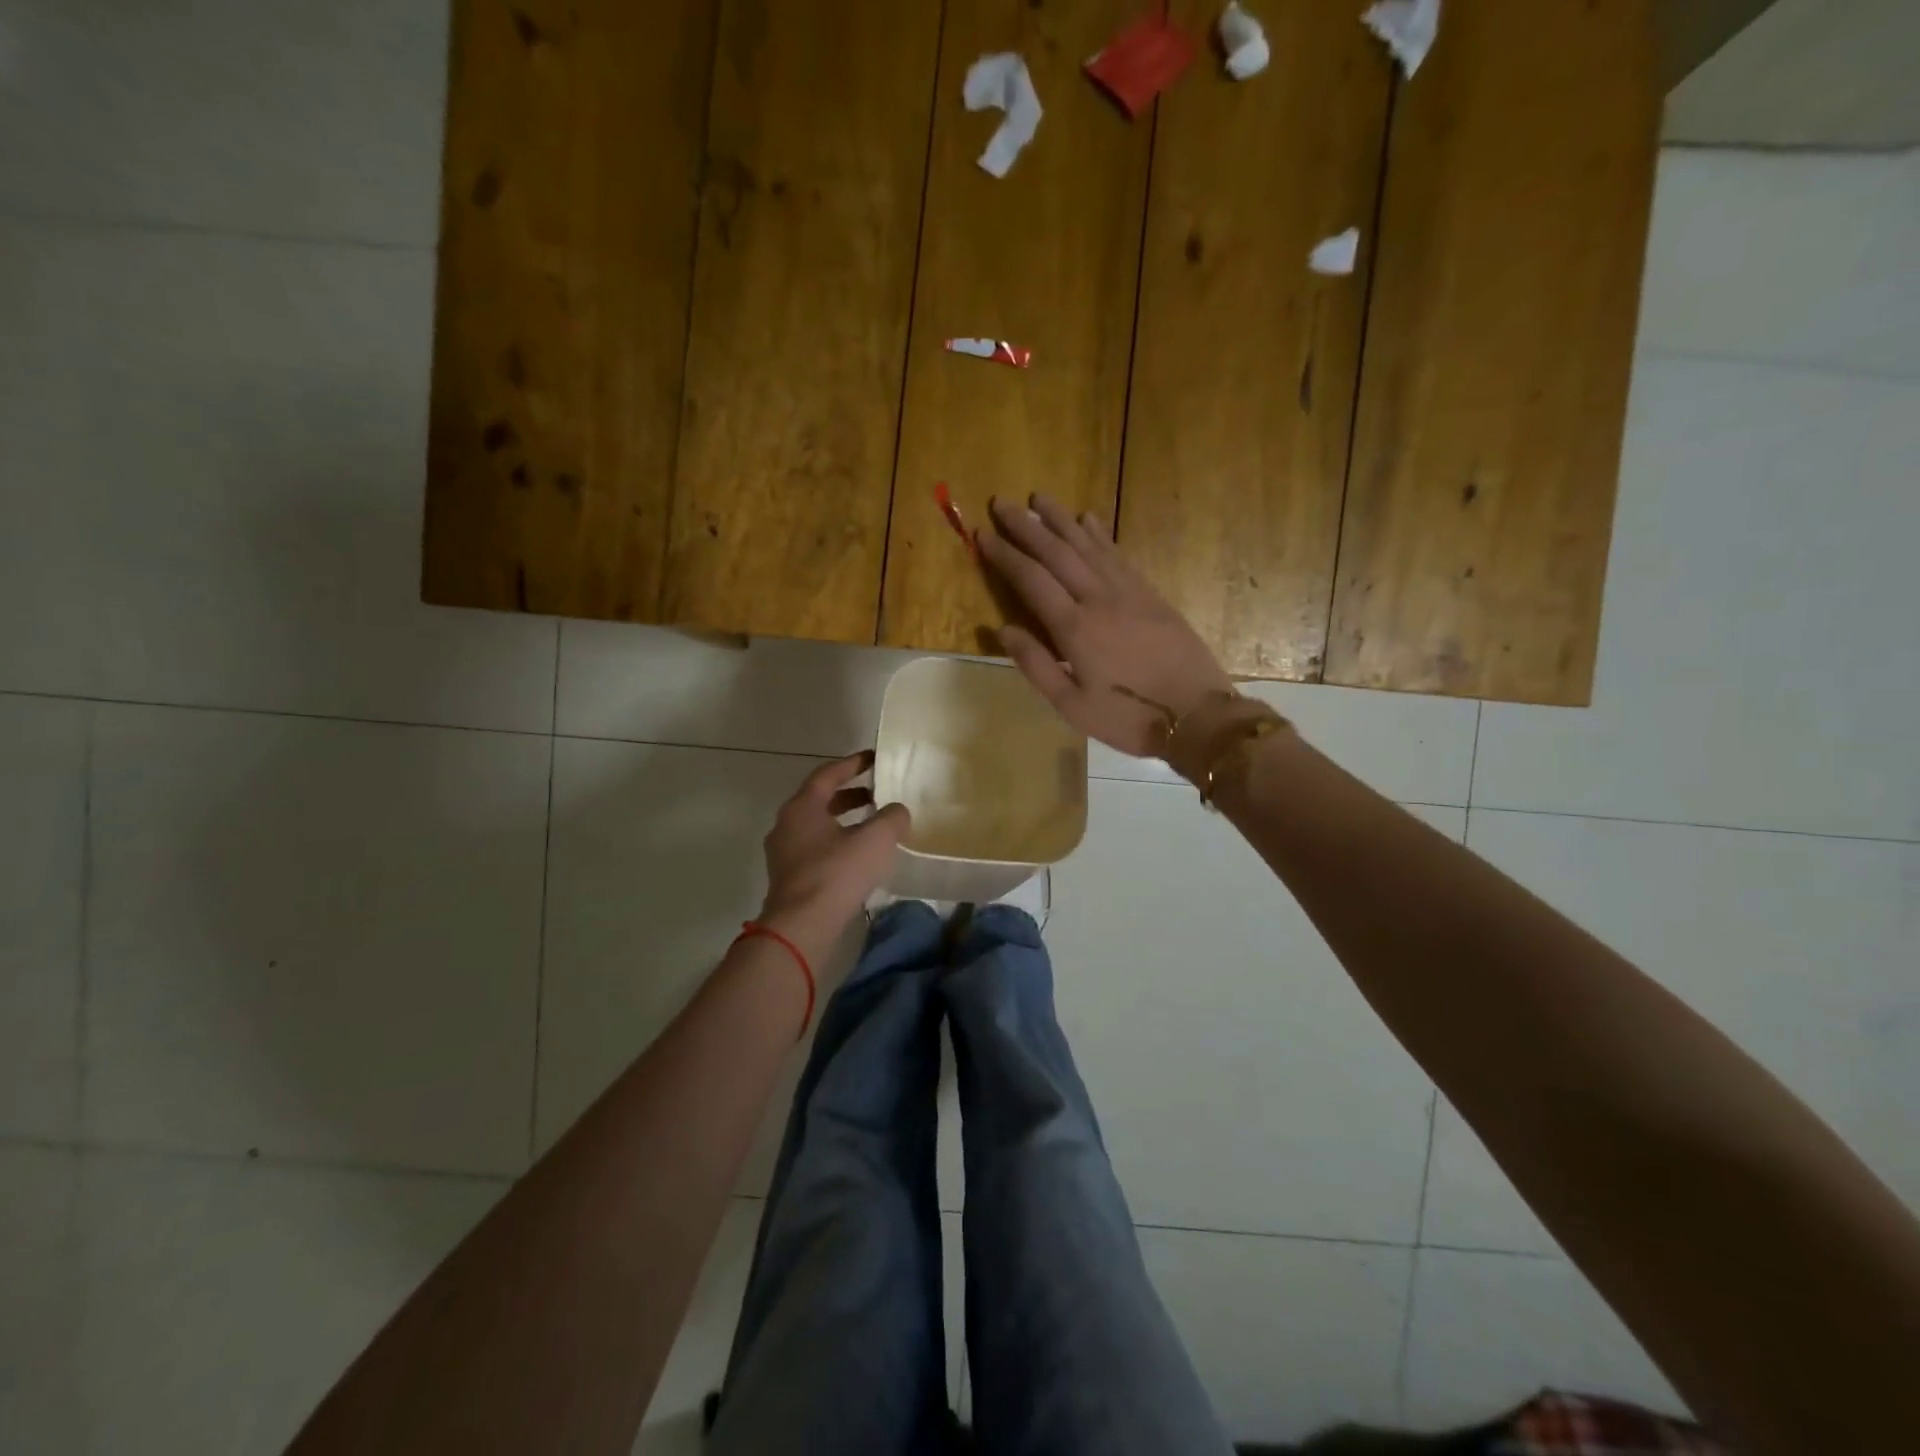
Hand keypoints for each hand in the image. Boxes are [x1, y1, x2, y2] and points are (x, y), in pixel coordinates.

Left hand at [758, 753, 910, 961]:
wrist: (801, 927)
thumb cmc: (837, 873)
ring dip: (845, 822)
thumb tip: (898, 811)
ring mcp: (784, 854)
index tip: (874, 758)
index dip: (853, 764)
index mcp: (802, 807)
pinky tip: (859, 858)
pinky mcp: (789, 878)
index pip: (828, 774)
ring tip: (873, 827)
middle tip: (878, 794)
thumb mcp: (875, 839)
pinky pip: (816, 850)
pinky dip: (838, 844)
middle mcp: (787, 825)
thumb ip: (892, 818)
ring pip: (818, 827)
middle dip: (850, 795)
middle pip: (820, 800)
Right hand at [978, 494, 1232, 759]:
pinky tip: (1088, 519)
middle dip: (1027, 526)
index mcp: (1075, 628)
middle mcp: (1098, 599)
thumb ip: (1036, 665)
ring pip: (1088, 545)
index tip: (982, 533)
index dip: (1005, 555)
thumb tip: (1003, 629)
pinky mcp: (1150, 594)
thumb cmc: (1128, 717)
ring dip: (1061, 519)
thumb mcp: (1071, 705)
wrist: (1196, 713)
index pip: (1031, 579)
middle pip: (1057, 552)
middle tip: (1003, 503)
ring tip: (1040, 498)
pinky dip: (1099, 534)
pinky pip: (1118, 555)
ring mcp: (1128, 592)